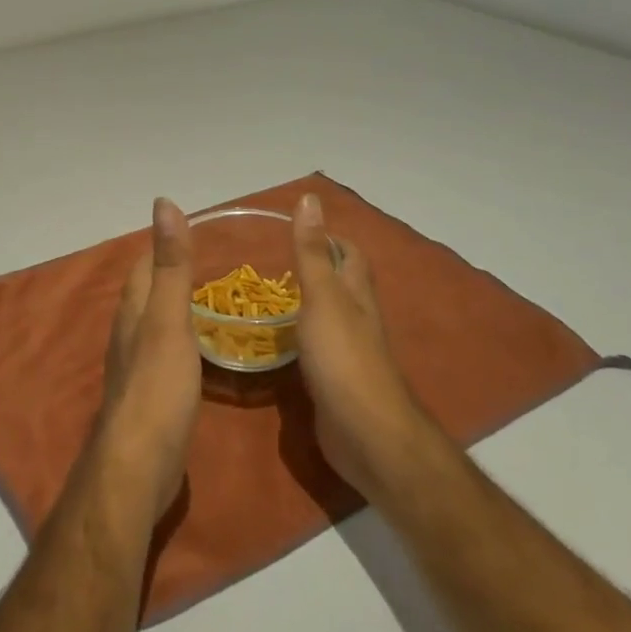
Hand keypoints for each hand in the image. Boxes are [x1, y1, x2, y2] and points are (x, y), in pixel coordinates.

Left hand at [95, 198, 202, 522]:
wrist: (138, 466)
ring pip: (155, 323)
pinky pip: (165, 353)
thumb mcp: (169, 319)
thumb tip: (163, 203)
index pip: (145, 264)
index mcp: (134, 310)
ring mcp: (136, 366)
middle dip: (171, 274)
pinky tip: (200, 350)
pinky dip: (182, 340)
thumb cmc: (157, 387)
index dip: (165, 244)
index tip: (196, 229)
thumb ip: (171, 264)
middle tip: (212, 263)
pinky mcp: (149, 395)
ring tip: (209, 300)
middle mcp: (129, 332)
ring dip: (176, 307)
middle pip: (148, 292)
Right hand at [292, 193, 437, 501]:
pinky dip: (297, 339)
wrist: (365, 434)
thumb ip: (311, 251)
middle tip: (269, 263)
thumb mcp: (322, 296)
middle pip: (339, 283)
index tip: (295, 229)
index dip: (327, 237)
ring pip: (326, 316)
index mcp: (355, 292)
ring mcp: (347, 351)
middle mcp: (356, 317)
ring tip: (265, 297)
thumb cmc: (343, 357)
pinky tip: (274, 343)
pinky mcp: (335, 380)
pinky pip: (315, 348)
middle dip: (312, 269)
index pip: (347, 252)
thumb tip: (310, 198)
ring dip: (303, 304)